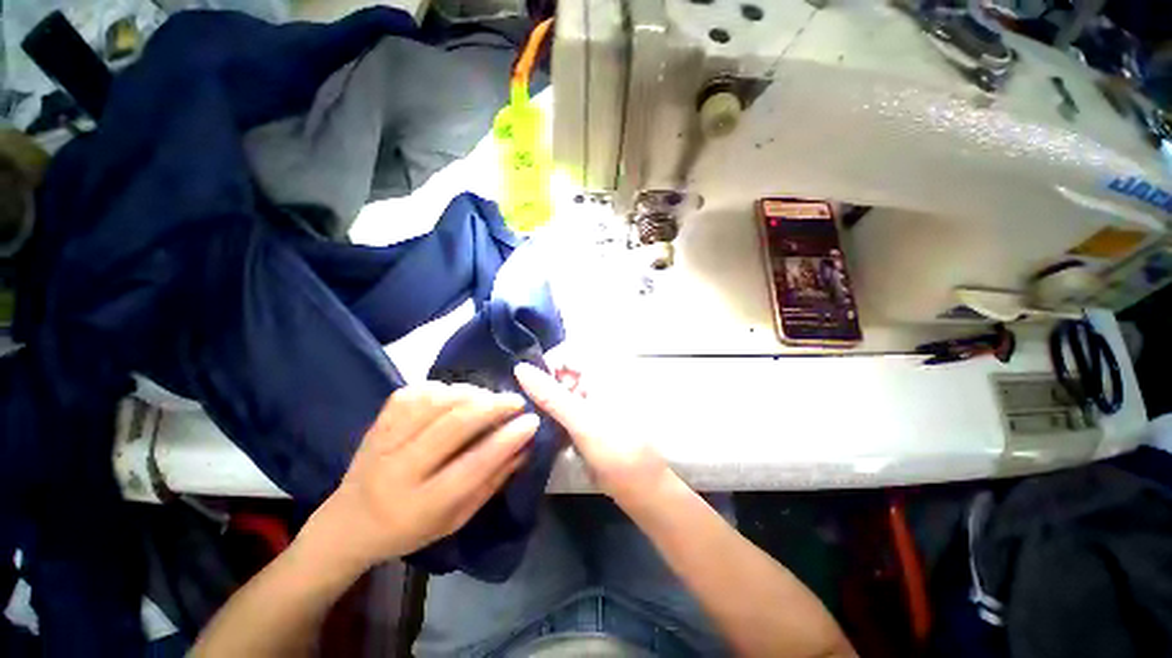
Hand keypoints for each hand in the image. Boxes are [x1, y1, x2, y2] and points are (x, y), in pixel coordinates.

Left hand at [301, 382, 537, 570]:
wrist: (347, 523)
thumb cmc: (409, 528)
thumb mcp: (456, 518)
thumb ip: (492, 482)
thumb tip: (525, 446)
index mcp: (421, 505)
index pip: (473, 465)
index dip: (507, 440)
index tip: (532, 421)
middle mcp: (398, 471)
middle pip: (453, 426)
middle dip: (493, 407)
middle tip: (517, 400)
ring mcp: (383, 442)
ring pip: (435, 402)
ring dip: (471, 394)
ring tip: (489, 398)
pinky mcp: (377, 422)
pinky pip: (415, 392)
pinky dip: (443, 388)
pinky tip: (456, 396)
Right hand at [514, 363, 668, 504]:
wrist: (639, 488)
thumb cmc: (616, 451)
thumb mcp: (582, 421)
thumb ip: (550, 395)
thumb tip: (519, 367)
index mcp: (600, 375)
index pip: (566, 353)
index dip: (546, 364)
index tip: (527, 386)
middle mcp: (593, 383)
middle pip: (559, 373)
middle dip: (541, 387)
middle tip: (528, 409)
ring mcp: (588, 403)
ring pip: (557, 393)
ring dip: (543, 405)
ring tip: (531, 422)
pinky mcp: (583, 421)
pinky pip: (560, 411)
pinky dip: (549, 418)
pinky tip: (541, 432)